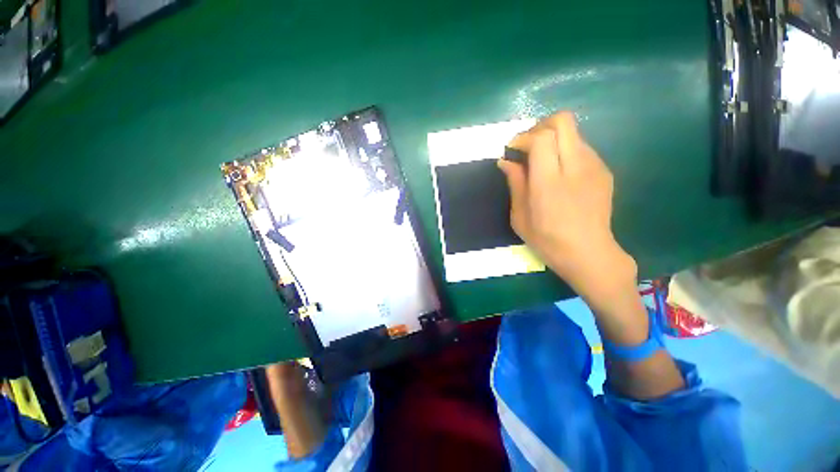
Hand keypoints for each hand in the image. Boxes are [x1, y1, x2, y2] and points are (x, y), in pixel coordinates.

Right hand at [498, 112, 635, 302]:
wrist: (589, 253)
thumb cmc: (547, 240)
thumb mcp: (519, 216)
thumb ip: (515, 183)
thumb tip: (506, 161)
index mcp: (550, 183)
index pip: (541, 138)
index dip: (523, 137)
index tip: (512, 150)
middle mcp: (576, 167)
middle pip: (563, 121)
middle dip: (540, 127)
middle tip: (527, 146)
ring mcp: (595, 167)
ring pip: (573, 132)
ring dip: (552, 139)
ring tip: (541, 162)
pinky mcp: (604, 171)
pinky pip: (581, 147)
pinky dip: (565, 151)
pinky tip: (559, 173)